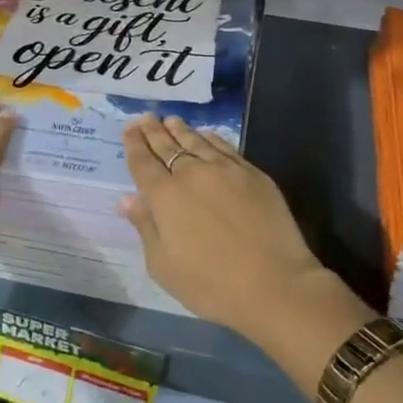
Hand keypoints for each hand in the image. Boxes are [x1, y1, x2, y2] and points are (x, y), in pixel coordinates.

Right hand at [119, 114, 341, 344]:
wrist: (275, 284)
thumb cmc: (212, 285)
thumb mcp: (164, 267)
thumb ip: (146, 227)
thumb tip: (127, 198)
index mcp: (165, 197)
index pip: (143, 163)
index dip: (134, 145)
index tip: (129, 128)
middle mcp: (192, 174)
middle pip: (168, 146)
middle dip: (154, 131)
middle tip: (146, 117)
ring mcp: (225, 169)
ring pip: (196, 142)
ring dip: (180, 130)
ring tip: (171, 120)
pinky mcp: (252, 173)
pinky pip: (225, 147)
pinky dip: (211, 139)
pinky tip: (206, 135)